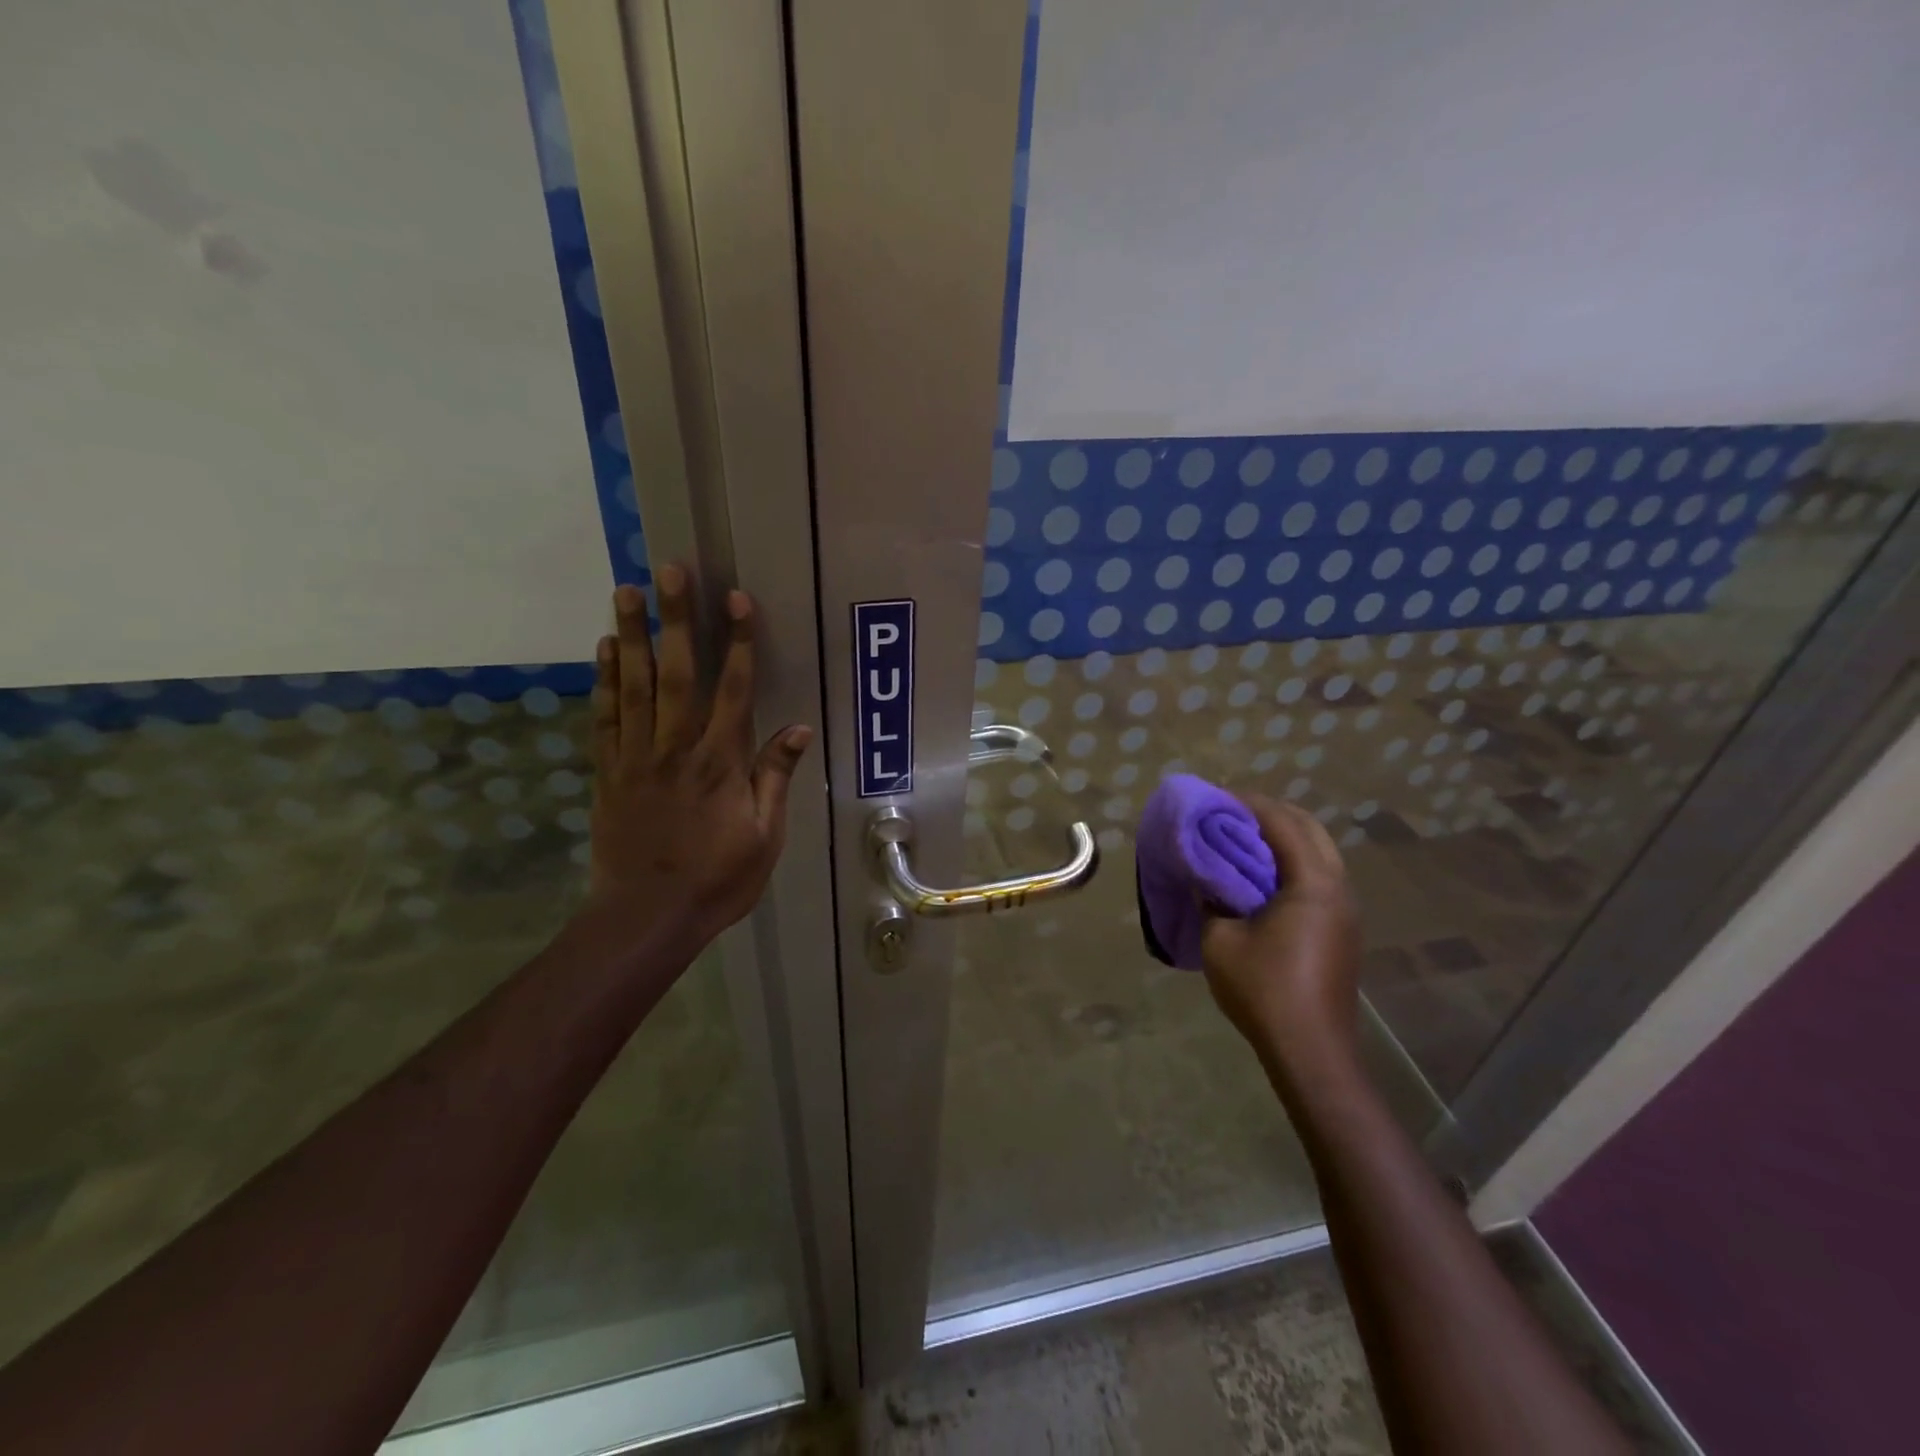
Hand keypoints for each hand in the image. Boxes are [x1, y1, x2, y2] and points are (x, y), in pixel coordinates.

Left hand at [584, 566, 812, 949]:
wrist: (646, 917)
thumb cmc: (717, 879)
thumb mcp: (765, 836)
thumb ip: (775, 777)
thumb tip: (798, 728)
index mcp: (720, 763)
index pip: (733, 690)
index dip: (738, 642)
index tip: (736, 599)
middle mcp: (677, 748)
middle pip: (678, 673)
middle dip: (677, 619)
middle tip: (669, 571)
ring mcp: (637, 758)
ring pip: (635, 685)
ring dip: (632, 635)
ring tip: (627, 590)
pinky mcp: (609, 772)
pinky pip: (606, 718)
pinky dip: (605, 681)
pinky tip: (606, 649)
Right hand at [1201, 796, 1361, 1074]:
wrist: (1311, 1051)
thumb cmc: (1264, 990)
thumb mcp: (1221, 940)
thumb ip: (1212, 898)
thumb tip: (1205, 876)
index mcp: (1313, 884)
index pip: (1283, 823)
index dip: (1248, 804)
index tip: (1217, 797)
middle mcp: (1338, 888)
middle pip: (1309, 828)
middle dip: (1271, 813)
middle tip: (1231, 813)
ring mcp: (1346, 910)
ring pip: (1319, 852)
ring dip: (1284, 837)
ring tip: (1243, 839)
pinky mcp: (1343, 929)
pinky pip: (1320, 875)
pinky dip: (1292, 861)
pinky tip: (1263, 876)